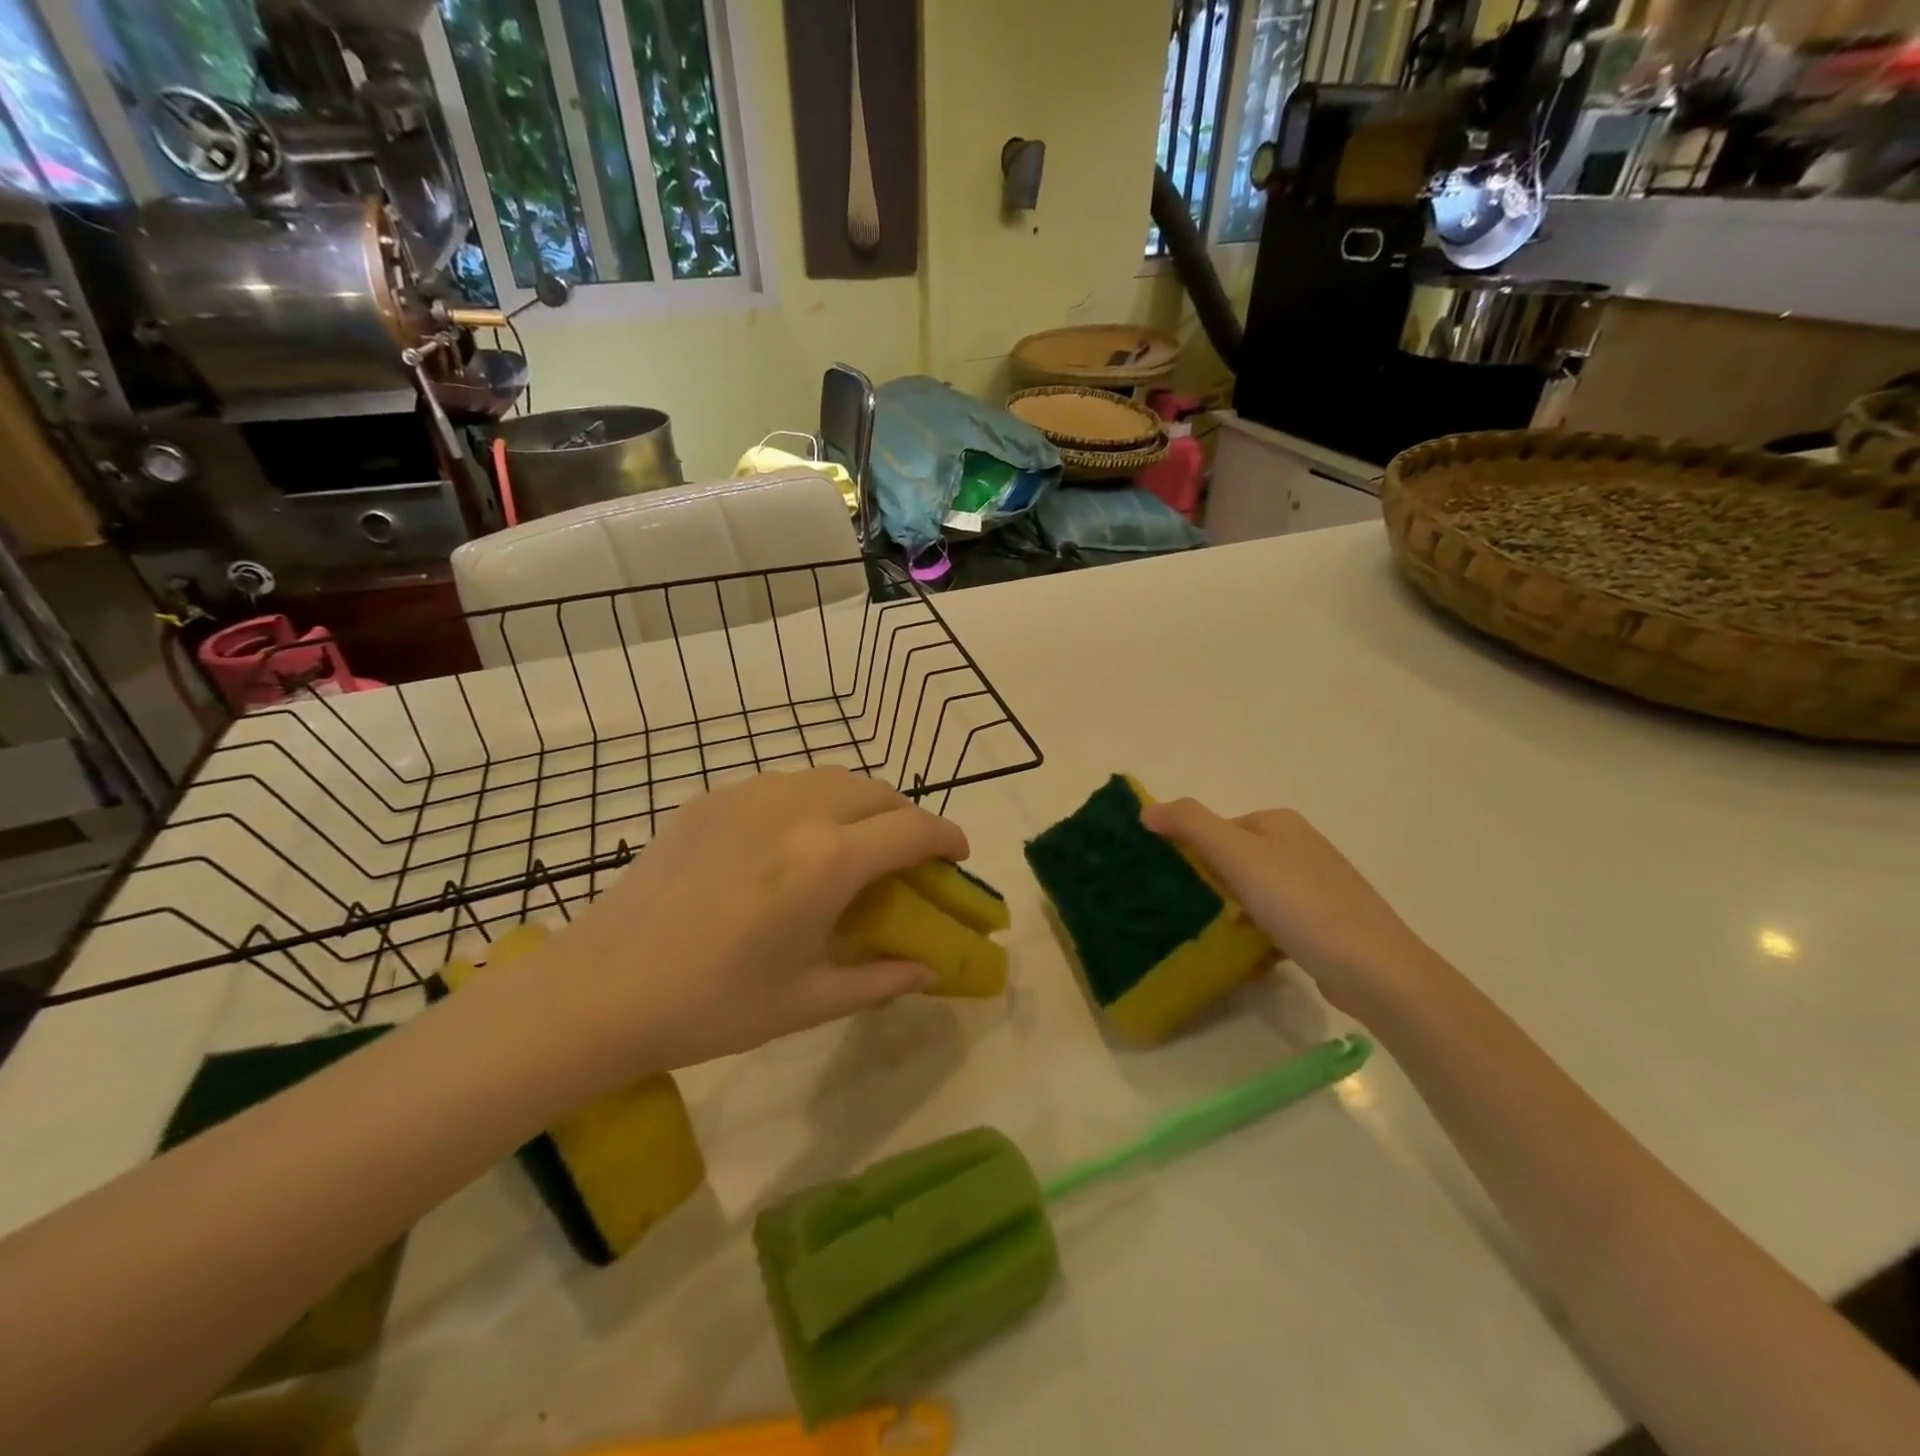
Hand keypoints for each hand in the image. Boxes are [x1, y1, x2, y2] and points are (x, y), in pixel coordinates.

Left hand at [527, 768, 967, 1075]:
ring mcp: (750, 795)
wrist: (599, 989)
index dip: (948, 837)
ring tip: (854, 846)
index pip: (913, 829)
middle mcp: (797, 809)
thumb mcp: (807, 1000)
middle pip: (878, 791)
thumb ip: (880, 979)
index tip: (958, 855)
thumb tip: (929, 971)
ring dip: (861, 805)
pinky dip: (812, 802)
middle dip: (906, 818)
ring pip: (832, 778)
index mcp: (828, 860)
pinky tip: (792, 845)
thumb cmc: (711, 1006)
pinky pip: (785, 784)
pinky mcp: (712, 798)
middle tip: (906, 858)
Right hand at [1141, 799, 1435, 1016]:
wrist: (1375, 971)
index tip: (1171, 885)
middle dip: (1208, 882)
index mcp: (1279, 822)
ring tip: (1210, 936)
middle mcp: (1300, 845)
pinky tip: (1245, 954)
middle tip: (1185, 912)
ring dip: (1230, 910)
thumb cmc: (1301, 904)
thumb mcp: (1238, 855)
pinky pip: (1274, 919)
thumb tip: (1147, 809)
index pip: (1215, 827)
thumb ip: (1190, 824)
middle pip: (1233, 858)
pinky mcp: (1325, 922)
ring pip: (1253, 891)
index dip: (1189, 851)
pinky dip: (1256, 932)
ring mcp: (1317, 885)